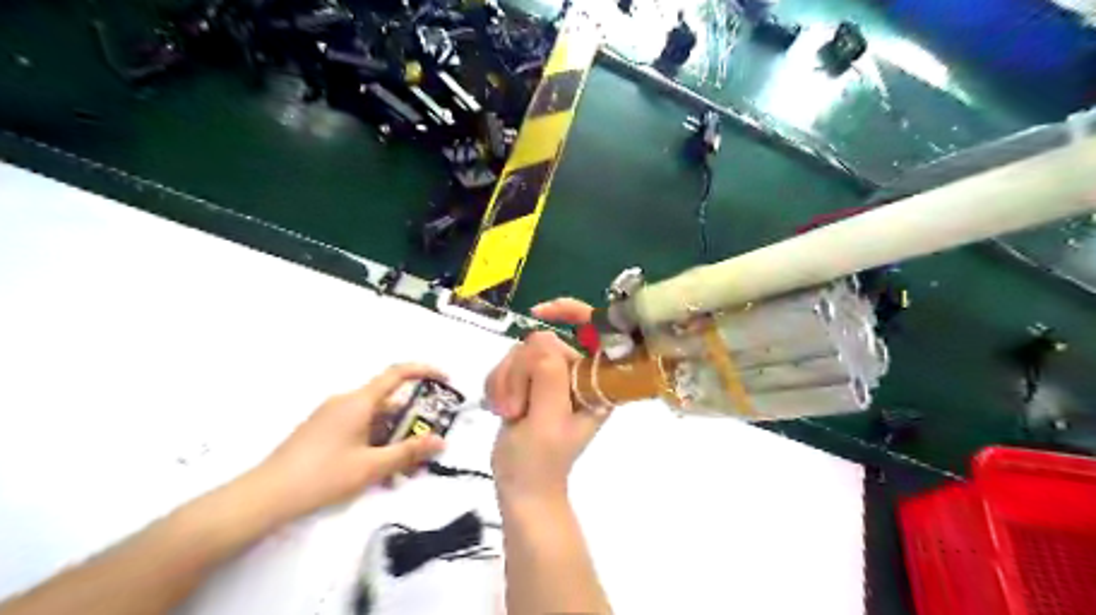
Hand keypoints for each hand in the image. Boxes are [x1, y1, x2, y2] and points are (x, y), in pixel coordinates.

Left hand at [250, 363, 444, 520]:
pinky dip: (376, 444)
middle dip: (411, 422)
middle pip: (389, 402)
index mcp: (359, 401)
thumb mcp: (372, 467)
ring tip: (405, 468)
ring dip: (394, 438)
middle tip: (427, 444)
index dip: (424, 372)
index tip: (445, 380)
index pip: (397, 374)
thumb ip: (409, 452)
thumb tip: (440, 442)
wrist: (265, 496)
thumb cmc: (322, 475)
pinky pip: (359, 429)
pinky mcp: (322, 431)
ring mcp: (331, 416)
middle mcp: (345, 402)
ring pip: (374, 420)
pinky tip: (379, 472)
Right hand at [489, 298, 608, 502]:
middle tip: (516, 408)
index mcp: (596, 382)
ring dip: (506, 381)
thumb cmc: (539, 462)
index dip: (573, 312)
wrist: (519, 486)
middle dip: (521, 372)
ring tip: (508, 413)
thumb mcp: (547, 422)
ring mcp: (552, 376)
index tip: (540, 311)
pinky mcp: (529, 381)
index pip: (596, 331)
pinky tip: (498, 407)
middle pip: (543, 342)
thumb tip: (542, 339)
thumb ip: (549, 378)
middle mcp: (577, 374)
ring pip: (520, 352)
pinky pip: (506, 363)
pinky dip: (497, 383)